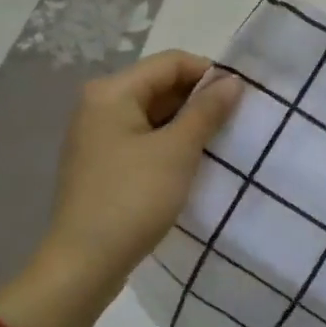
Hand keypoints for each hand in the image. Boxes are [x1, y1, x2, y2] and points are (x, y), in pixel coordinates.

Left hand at [36, 51, 242, 297]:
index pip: (170, 62)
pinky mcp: (101, 162)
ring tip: (220, 141)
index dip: (209, 73)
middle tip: (236, 120)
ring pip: (152, 114)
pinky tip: (192, 161)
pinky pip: (142, 138)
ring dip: (186, 123)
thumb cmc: (132, 198)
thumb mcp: (177, 151)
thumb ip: (206, 111)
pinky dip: (169, 143)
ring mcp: (97, 135)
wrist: (83, 264)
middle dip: (198, 99)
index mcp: (111, 91)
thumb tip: (233, 81)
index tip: (242, 97)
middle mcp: (99, 104)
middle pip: (159, 85)